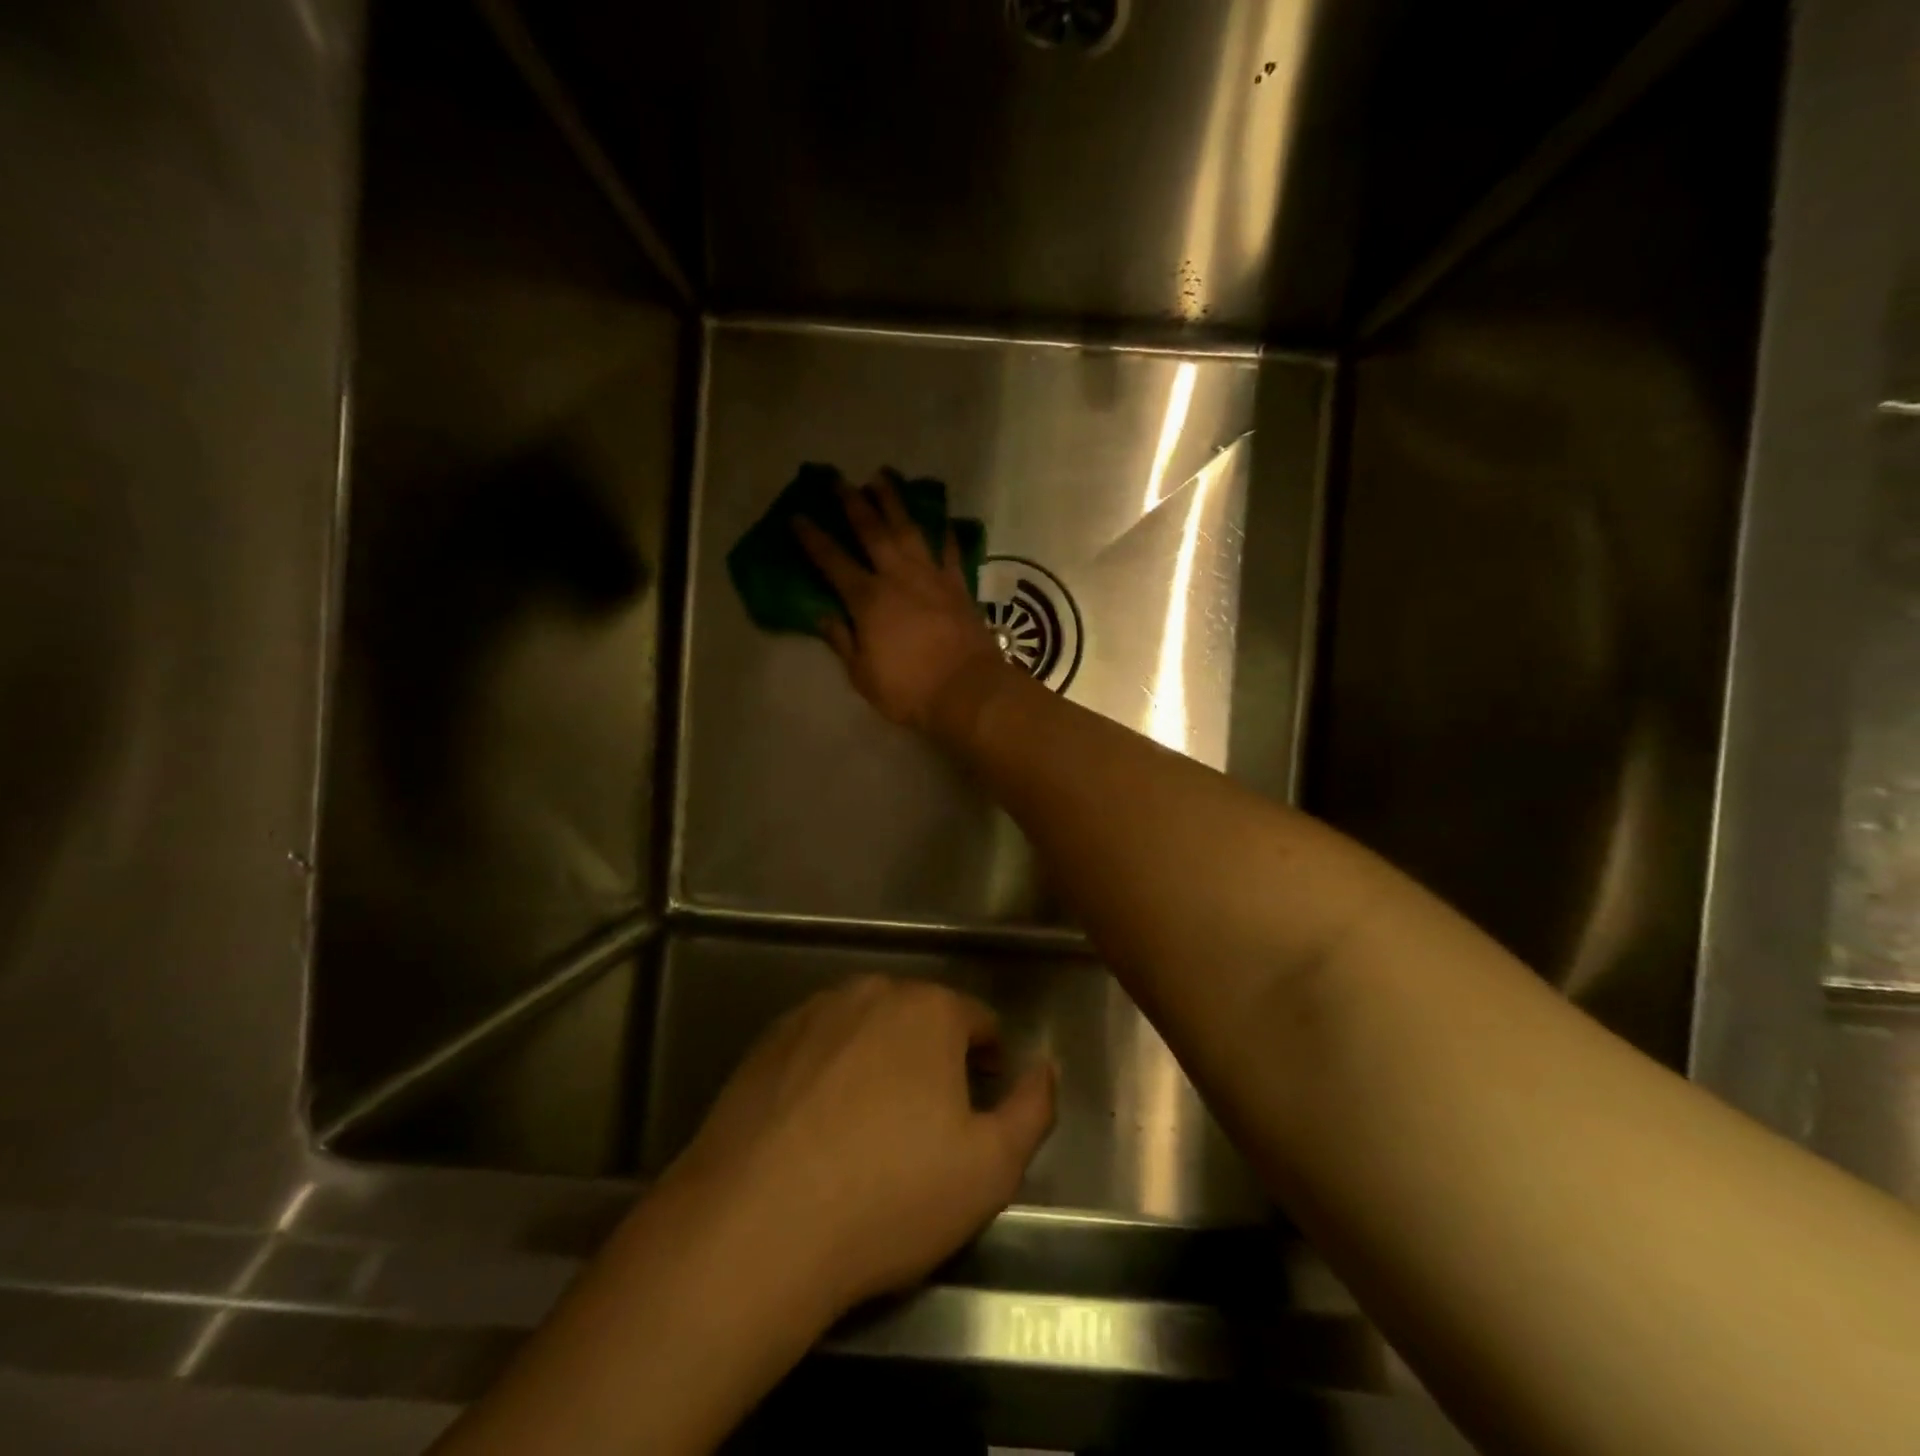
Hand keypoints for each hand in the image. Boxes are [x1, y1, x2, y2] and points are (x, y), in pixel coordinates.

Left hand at [671, 976, 1055, 1317]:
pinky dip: (830, 1074)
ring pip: (867, 1030)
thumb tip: (1044, 1067)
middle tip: (927, 1126)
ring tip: (870, 1130)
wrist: (754, 1228)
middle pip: (920, 1019)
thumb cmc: (889, 1196)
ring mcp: (812, 1013)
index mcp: (928, 1009)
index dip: (989, 1062)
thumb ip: (1033, 1108)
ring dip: (880, 1063)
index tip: (980, 1106)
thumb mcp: (990, 1168)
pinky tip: (817, 1130)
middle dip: (934, 1059)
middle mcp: (870, 992)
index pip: (978, 1020)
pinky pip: (819, 1049)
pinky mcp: (765, 1043)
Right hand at [794, 476, 1010, 731]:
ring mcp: (932, 577)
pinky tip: (941, 518)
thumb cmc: (909, 690)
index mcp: (868, 599)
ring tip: (882, 477)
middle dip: (853, 503)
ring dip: (894, 502)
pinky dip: (945, 533)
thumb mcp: (863, 674)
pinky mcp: (959, 586)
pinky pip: (950, 551)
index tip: (798, 516)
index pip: (833, 562)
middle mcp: (898, 577)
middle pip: (872, 531)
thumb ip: (842, 641)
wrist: (968, 690)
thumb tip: (824, 616)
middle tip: (839, 480)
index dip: (813, 539)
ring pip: (910, 530)